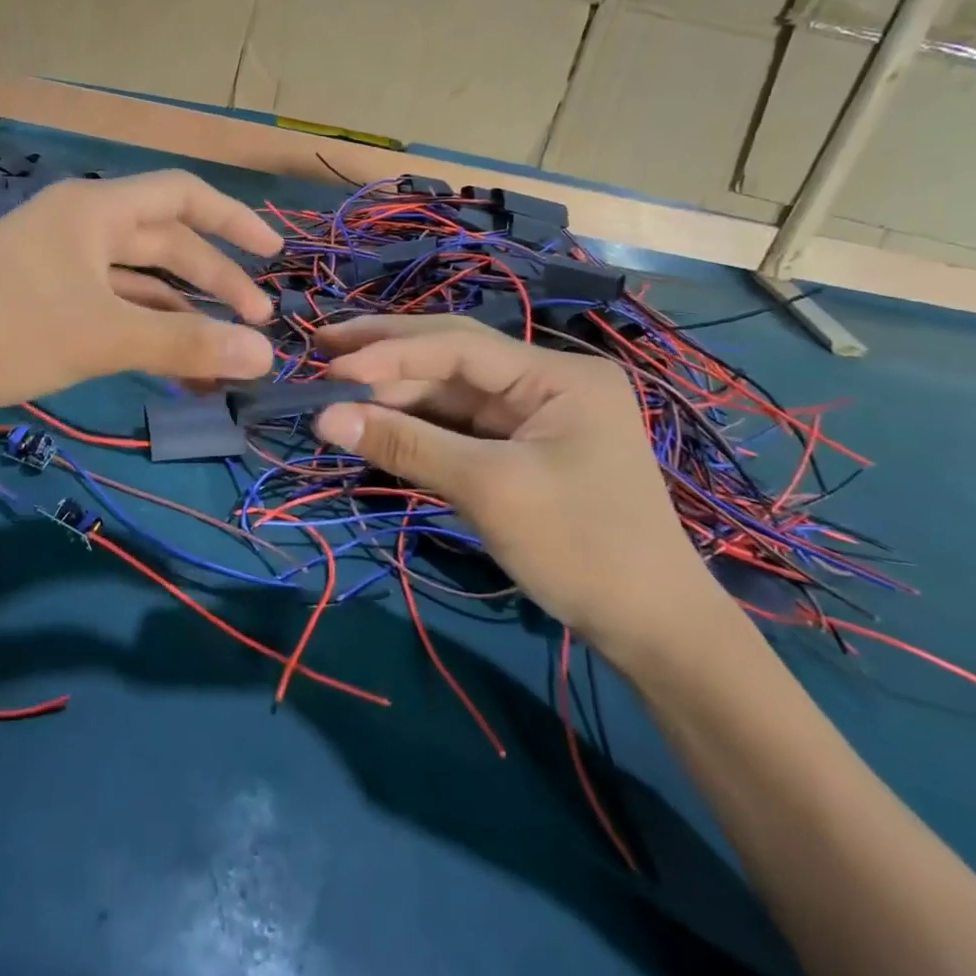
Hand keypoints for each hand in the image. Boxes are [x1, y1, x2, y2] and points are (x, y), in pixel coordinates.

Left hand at [0, 169, 282, 426]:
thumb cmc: (2, 330)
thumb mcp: (102, 336)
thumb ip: (185, 342)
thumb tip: (264, 355)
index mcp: (96, 209)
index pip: (183, 196)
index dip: (234, 222)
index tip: (276, 255)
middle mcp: (81, 223)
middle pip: (165, 241)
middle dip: (214, 280)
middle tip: (256, 324)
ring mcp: (58, 260)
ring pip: (137, 279)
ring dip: (179, 312)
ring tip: (220, 357)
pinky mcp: (40, 295)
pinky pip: (108, 303)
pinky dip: (142, 328)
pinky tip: (167, 362)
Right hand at [312, 315, 728, 664]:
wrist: (654, 628)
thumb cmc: (583, 548)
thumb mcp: (489, 491)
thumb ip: (406, 445)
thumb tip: (323, 417)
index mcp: (558, 375)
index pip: (458, 346)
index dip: (390, 352)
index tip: (331, 366)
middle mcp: (546, 381)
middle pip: (452, 357)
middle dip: (386, 355)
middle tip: (322, 347)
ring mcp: (534, 414)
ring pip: (450, 391)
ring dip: (395, 392)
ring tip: (335, 389)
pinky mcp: (522, 446)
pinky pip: (459, 424)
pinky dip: (416, 425)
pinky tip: (375, 420)